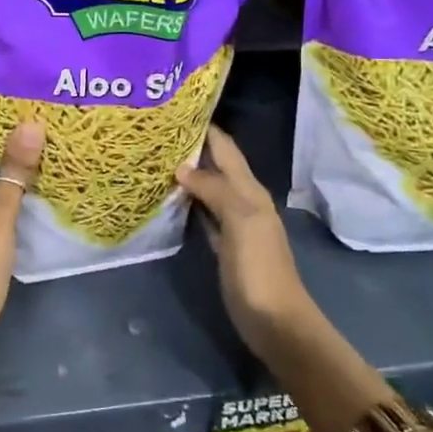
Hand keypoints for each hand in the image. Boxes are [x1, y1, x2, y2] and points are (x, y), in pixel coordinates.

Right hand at [178, 125, 318, 364]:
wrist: (276, 322)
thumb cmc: (259, 269)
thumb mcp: (240, 221)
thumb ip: (214, 190)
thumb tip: (182, 167)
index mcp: (249, 190)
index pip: (224, 148)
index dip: (205, 127)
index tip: (175, 109)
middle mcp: (242, 200)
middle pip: (215, 165)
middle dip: (191, 146)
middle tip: (156, 130)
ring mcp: (232, 224)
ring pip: (207, 187)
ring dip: (187, 172)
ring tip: (155, 156)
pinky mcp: (222, 245)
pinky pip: (202, 213)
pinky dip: (187, 201)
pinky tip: (168, 196)